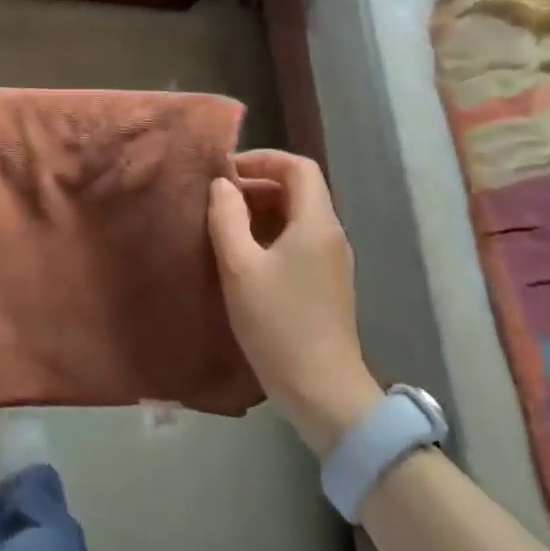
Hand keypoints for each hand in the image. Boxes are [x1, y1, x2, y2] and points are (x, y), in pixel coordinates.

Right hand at [209, 150, 381, 455]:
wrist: (323, 392)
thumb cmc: (278, 324)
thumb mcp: (240, 267)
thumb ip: (226, 218)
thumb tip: (222, 185)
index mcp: (316, 223)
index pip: (298, 166)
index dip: (262, 158)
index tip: (226, 172)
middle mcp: (331, 234)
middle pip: (299, 189)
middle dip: (257, 184)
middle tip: (217, 199)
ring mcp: (332, 261)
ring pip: (297, 215)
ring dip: (261, 210)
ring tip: (223, 225)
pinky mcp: (326, 283)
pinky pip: (299, 240)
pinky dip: (271, 233)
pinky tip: (243, 256)